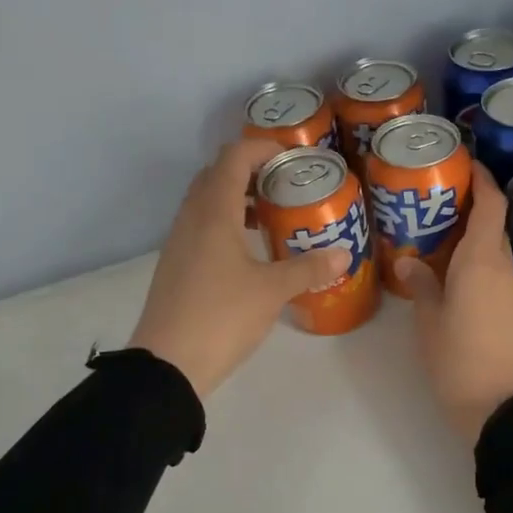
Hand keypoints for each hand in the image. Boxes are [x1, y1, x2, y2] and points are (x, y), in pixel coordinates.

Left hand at [130, 139, 350, 398]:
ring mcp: (179, 242)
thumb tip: (344, 254)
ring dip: (236, 197)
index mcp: (213, 213)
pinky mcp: (176, 265)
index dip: (262, 147)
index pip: (233, 158)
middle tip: (284, 183)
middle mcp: (191, 218)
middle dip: (250, 170)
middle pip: (216, 174)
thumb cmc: (221, 316)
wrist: (167, 365)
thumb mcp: (272, 291)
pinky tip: (250, 249)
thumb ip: (308, 268)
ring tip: (272, 214)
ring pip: (206, 201)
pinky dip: (225, 222)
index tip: (292, 157)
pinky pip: (201, 226)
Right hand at [397, 163, 512, 446]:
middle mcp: (504, 268)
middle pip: (493, 225)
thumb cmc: (457, 358)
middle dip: (471, 208)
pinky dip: (480, 264)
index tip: (465, 163)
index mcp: (481, 261)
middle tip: (435, 203)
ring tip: (439, 239)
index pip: (490, 205)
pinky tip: (455, 277)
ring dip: (474, 239)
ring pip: (495, 252)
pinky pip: (498, 274)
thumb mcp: (428, 320)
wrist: (498, 406)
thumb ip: (421, 285)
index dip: (482, 179)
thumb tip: (410, 262)